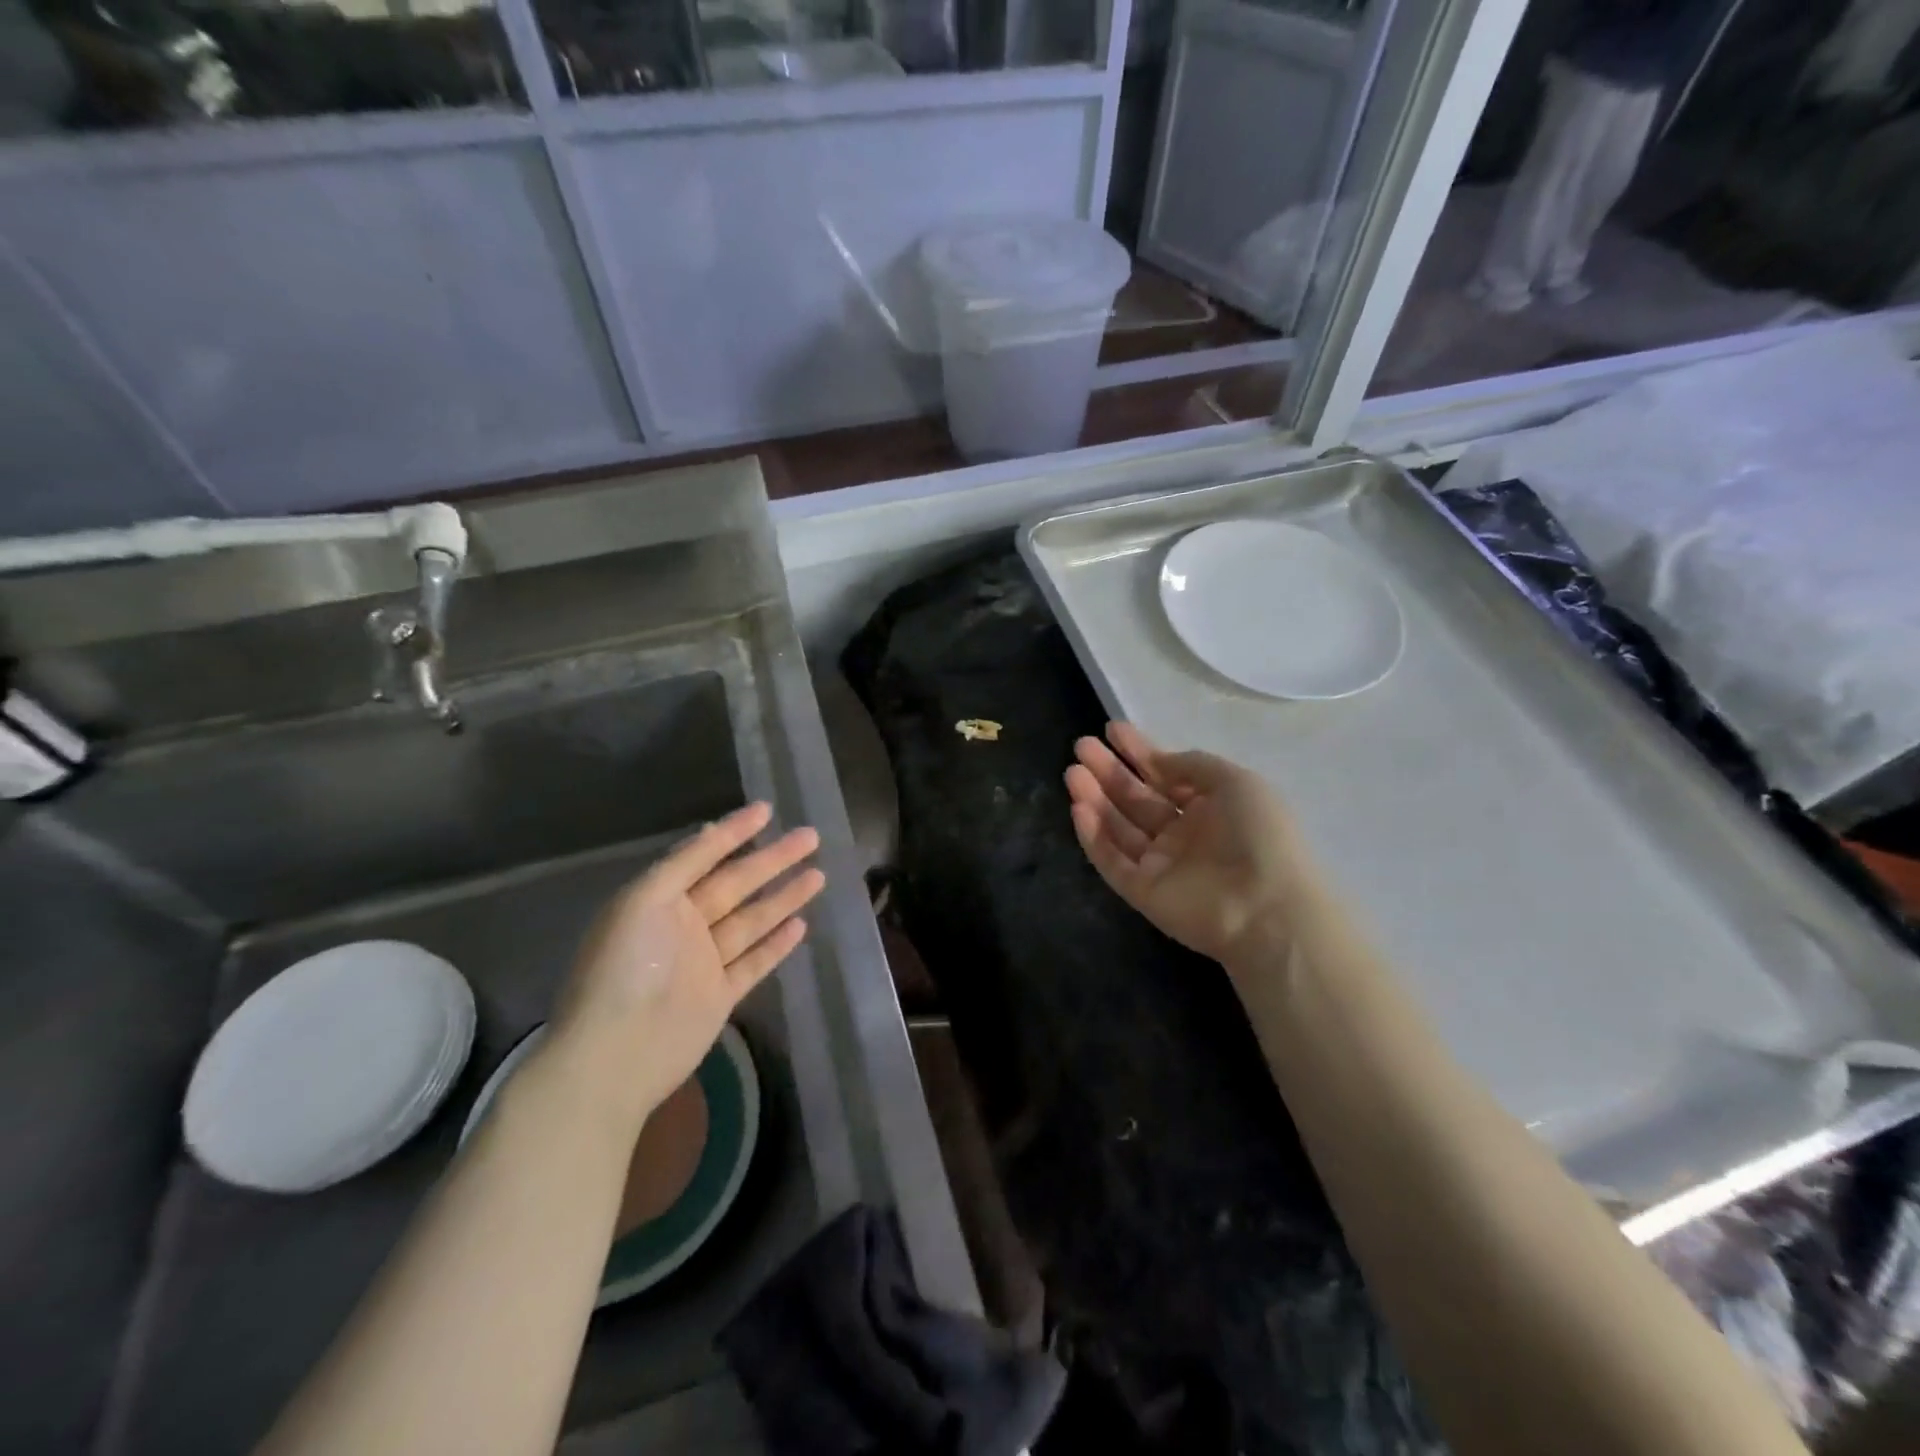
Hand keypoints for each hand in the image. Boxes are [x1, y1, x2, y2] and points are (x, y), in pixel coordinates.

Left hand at [546, 803, 823, 1132]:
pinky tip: (801, 925)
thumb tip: (712, 830)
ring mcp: (703, 962)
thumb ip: (683, 864)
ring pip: (752, 920)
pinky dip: (777, 944)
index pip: (703, 855)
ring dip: (784, 897)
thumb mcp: (645, 900)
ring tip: (819, 874)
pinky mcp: (720, 996)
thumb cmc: (626, 968)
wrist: (615, 1055)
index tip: (767, 809)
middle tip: (810, 836)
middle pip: (737, 883)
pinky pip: (754, 962)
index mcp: (659, 899)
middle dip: (773, 859)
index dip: (734, 831)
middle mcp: (683, 925)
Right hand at [1065, 723, 1311, 968]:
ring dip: (1095, 798)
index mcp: (1210, 807)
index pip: (1165, 775)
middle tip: (1082, 746)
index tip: (1112, 729)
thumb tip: (1157, 760)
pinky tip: (1078, 808)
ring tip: (1072, 772)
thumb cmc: (1259, 835)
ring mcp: (1160, 864)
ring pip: (1119, 827)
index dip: (1139, 752)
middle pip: (1136, 798)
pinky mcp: (1142, 891)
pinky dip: (1093, 836)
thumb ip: (1191, 765)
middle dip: (1109, 771)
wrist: (1266, 909)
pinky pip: (1112, 860)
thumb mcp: (1235, 782)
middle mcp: (1182, 834)